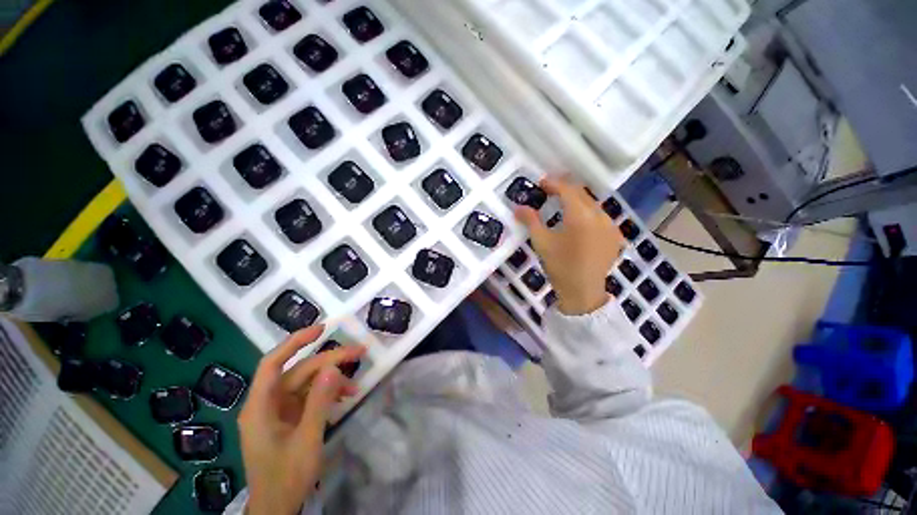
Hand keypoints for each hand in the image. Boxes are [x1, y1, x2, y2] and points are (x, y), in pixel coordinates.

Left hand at [238, 326, 365, 514]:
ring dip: (332, 380)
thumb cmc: (287, 477)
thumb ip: (319, 401)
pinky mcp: (290, 418)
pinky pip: (310, 397)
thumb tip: (333, 367)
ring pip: (307, 383)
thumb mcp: (307, 439)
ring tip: (356, 384)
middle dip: (330, 361)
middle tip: (359, 352)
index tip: (321, 329)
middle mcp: (267, 403)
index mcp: (260, 407)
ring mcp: (279, 411)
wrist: (278, 508)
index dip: (295, 342)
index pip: (273, 363)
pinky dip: (328, 394)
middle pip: (299, 371)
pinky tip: (345, 397)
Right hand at [515, 177, 624, 315]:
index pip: (567, 189)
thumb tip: (518, 207)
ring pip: (592, 203)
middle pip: (581, 193)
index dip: (553, 183)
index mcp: (580, 216)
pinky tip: (579, 221)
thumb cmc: (560, 266)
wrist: (583, 292)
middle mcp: (599, 215)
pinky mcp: (615, 235)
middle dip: (565, 188)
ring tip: (562, 203)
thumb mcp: (541, 242)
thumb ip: (530, 221)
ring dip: (577, 200)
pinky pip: (600, 216)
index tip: (541, 183)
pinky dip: (587, 212)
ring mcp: (610, 225)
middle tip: (549, 190)